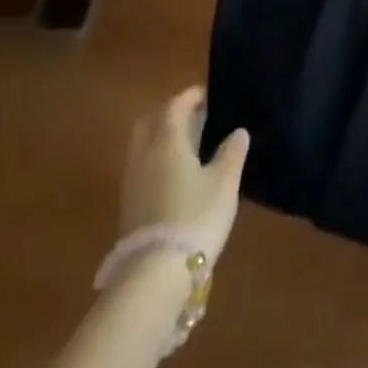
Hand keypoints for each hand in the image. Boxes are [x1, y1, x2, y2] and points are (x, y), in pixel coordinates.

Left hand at [119, 87, 249, 264]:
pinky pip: (142, 168)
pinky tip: (177, 173)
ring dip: (160, 137)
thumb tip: (238, 132)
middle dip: (168, 114)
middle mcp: (143, 157)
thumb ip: (232, 152)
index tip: (206, 93)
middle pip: (149, 124)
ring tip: (188, 143)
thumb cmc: (195, 215)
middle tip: (193, 114)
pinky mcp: (129, 208)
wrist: (155, 274)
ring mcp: (132, 184)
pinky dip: (157, 159)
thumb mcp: (225, 181)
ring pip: (142, 147)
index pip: (173, 107)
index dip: (189, 97)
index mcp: (166, 142)